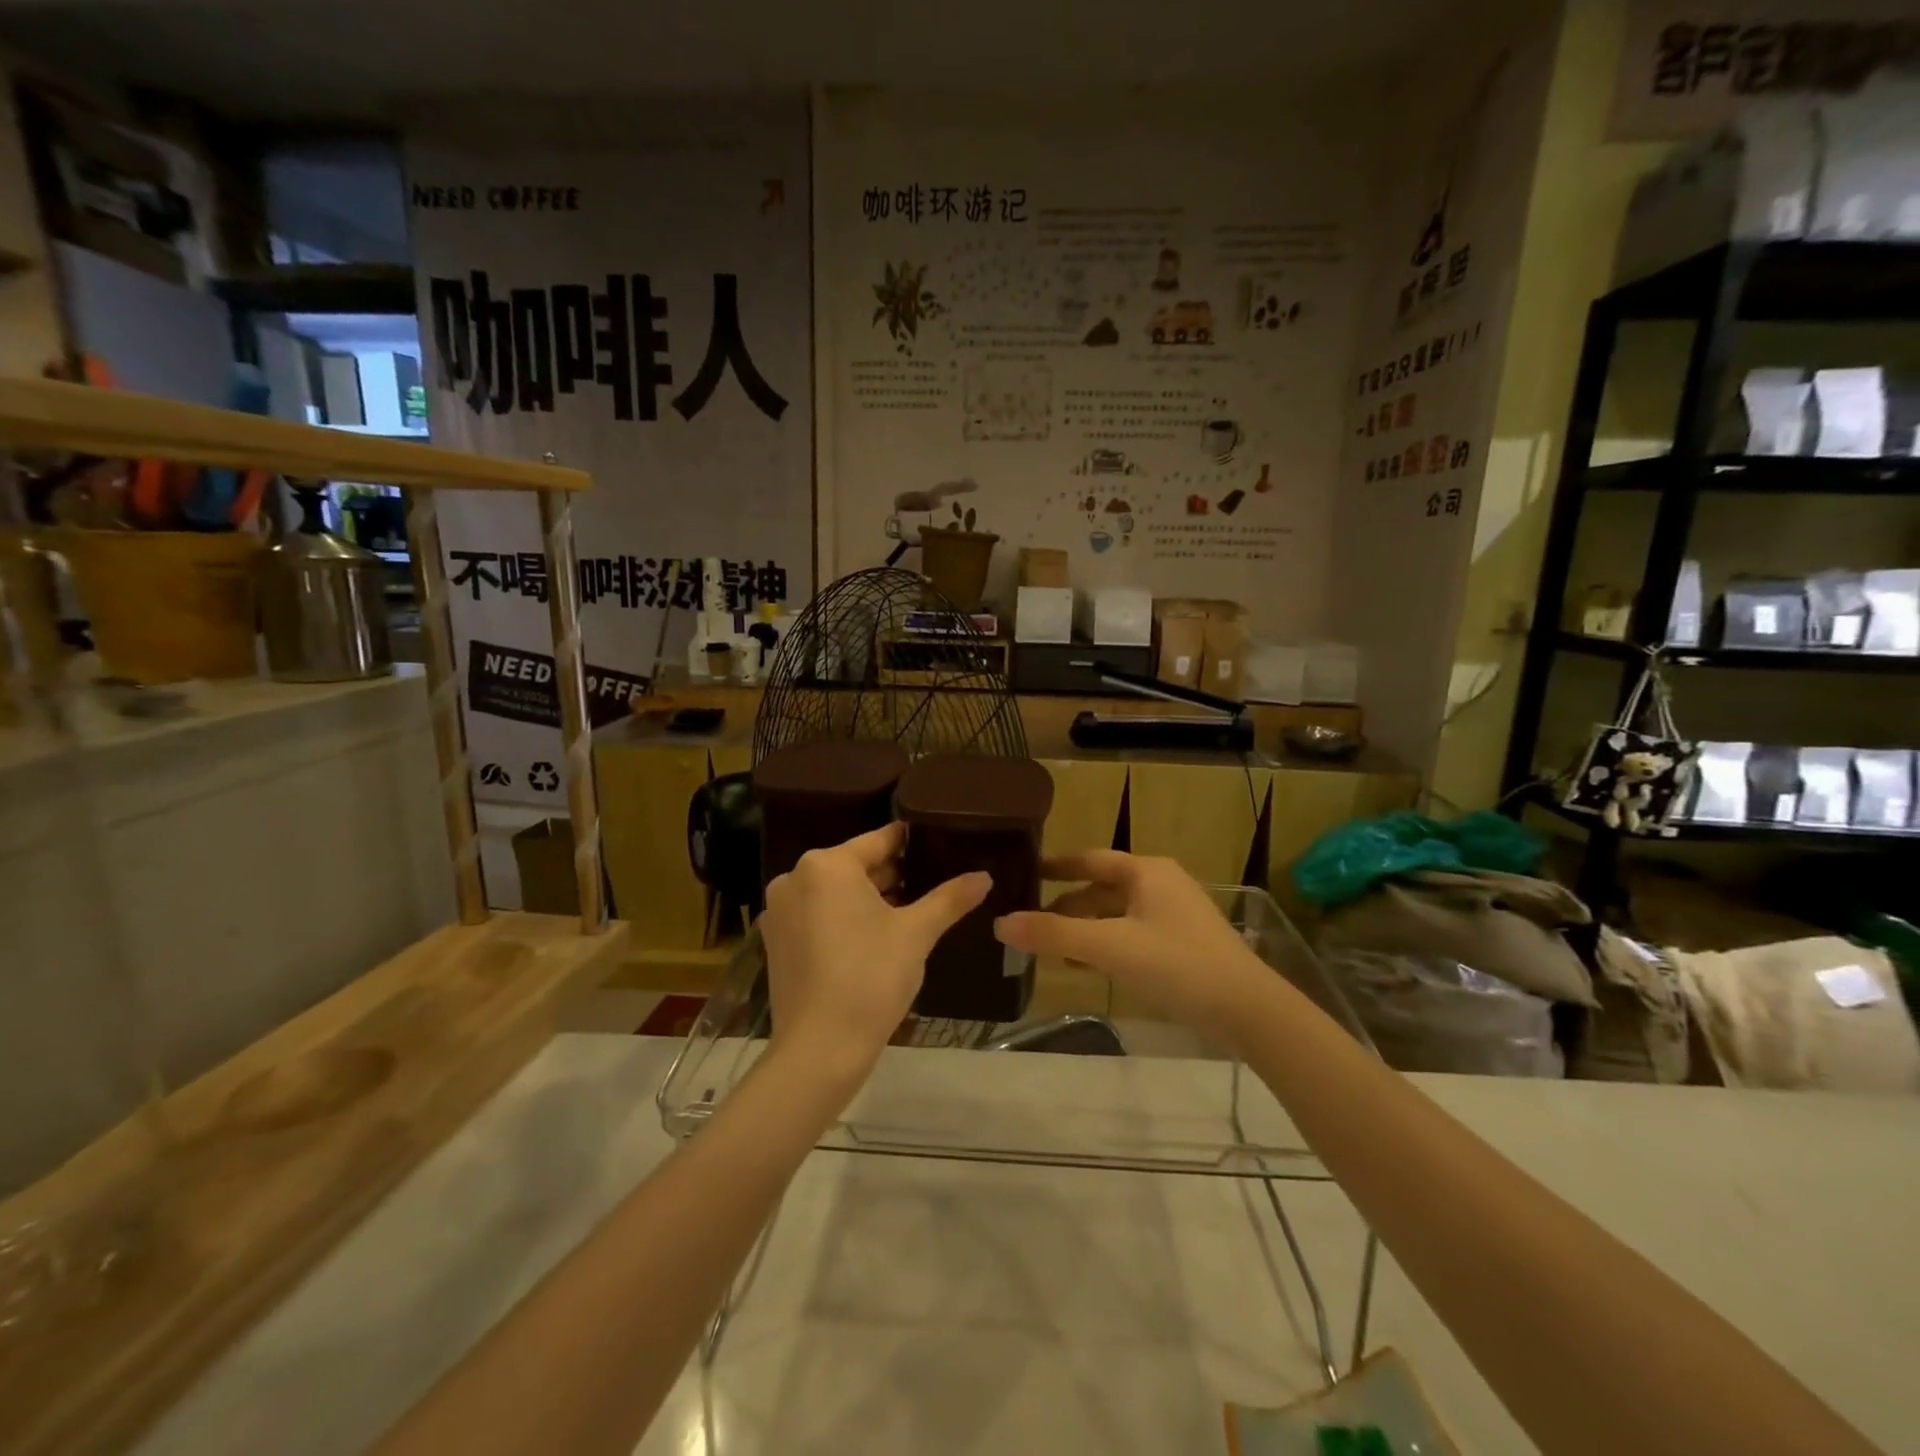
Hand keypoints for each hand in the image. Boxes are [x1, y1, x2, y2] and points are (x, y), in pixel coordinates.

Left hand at [759, 823, 990, 1084]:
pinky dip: (843, 919)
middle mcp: (795, 877)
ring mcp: (780, 911)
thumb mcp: (917, 933)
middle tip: (932, 884)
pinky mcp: (776, 941)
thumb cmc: (871, 977)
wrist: (820, 1049)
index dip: (911, 843)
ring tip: (910, 912)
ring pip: (835, 892)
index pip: (879, 841)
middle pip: (855, 866)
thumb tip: (984, 876)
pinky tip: (874, 939)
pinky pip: (817, 915)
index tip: (939, 844)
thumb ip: (950, 898)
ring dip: (869, 899)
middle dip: (892, 876)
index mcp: (827, 864)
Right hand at [994, 852, 1271, 1048]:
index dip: (1057, 866)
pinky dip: (1107, 944)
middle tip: (1030, 922)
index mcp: (1146, 871)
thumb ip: (1054, 935)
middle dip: (1067, 906)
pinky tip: (1090, 966)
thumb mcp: (1110, 947)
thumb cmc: (1177, 964)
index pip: (1090, 859)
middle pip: (1102, 889)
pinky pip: (1133, 934)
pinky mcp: (1183, 943)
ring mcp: (1175, 914)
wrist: (1249, 1009)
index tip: (1026, 872)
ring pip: (1117, 914)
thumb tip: (1001, 923)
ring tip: (1053, 950)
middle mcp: (1160, 883)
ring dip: (1085, 929)